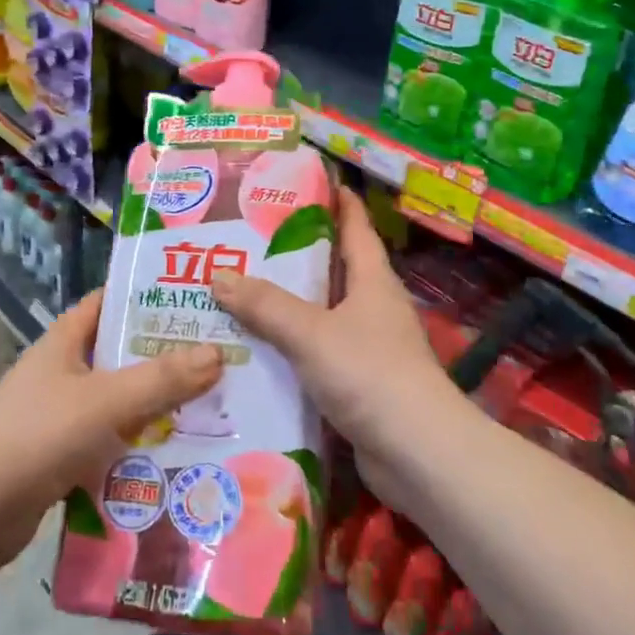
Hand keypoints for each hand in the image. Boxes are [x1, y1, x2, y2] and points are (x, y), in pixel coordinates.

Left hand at [0, 291, 223, 571]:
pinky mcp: (62, 460)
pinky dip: (137, 451)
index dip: (146, 298)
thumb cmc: (40, 434)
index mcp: (64, 342)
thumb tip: (216, 354)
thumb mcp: (106, 399)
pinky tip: (177, 460)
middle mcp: (62, 374)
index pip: (107, 303)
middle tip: (217, 360)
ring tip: (210, 410)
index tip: (193, 301)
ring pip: (119, 405)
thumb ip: (161, 379)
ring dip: (156, 410)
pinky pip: (110, 447)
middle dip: (164, 360)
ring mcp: (60, 418)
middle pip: (120, 357)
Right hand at [211, 188, 451, 455]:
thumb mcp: (312, 332)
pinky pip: (315, 352)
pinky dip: (289, 347)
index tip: (302, 180)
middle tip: (244, 238)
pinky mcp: (357, 382)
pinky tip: (254, 348)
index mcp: (372, 279)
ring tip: (236, 289)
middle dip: (292, 253)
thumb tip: (218, 275)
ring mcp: (367, 346)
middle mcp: (372, 306)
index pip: (354, 226)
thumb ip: (265, 305)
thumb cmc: (370, 374)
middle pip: (331, 268)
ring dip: (285, 304)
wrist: (417, 453)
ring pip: (320, 313)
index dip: (334, 200)